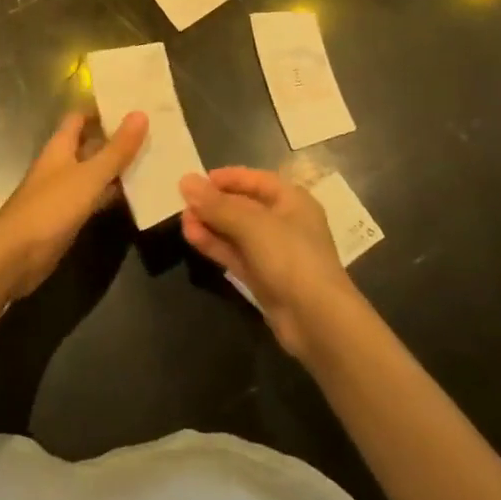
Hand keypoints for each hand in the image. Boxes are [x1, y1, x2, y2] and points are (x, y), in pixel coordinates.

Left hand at [0, 111, 147, 301]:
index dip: (102, 109)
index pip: (80, 117)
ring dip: (118, 167)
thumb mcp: (88, 176)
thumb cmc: (50, 208)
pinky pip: (95, 197)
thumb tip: (140, 113)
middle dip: (117, 138)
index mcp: (61, 146)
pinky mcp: (69, 217)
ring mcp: (65, 191)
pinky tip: (138, 195)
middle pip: (91, 144)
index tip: (132, 103)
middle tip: (153, 130)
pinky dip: (113, 194)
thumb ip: (115, 150)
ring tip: (155, 158)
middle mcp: (62, 164)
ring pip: (95, 172)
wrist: (14, 256)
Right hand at [179, 167, 356, 360]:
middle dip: (214, 204)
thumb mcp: (251, 223)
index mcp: (292, 200)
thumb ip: (216, 204)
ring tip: (183, 221)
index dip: (227, 178)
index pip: (255, 180)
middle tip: (183, 203)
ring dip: (211, 225)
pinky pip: (235, 254)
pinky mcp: (263, 278)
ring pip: (236, 232)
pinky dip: (215, 245)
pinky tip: (192, 237)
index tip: (197, 181)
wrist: (317, 320)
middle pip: (243, 206)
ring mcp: (274, 253)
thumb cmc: (290, 256)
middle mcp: (284, 222)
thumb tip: (186, 181)